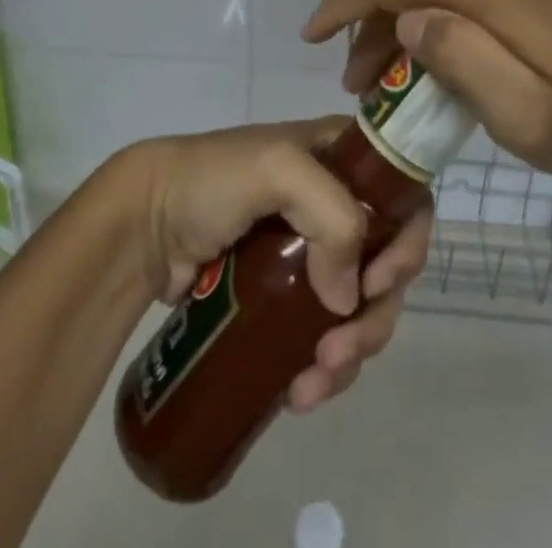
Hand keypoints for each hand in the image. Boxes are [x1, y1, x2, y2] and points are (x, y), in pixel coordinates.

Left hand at [122, 119, 432, 413]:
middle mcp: (336, 203)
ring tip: (311, 386)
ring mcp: (310, 254)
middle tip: (338, 352)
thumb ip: (331, 216)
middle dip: (374, 317)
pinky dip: (324, 368)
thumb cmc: (212, 181)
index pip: (404, 197)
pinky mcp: (283, 298)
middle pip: (387, 264)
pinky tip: (299, 392)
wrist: (144, 222)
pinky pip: (325, 336)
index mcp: (341, 159)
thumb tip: (346, 300)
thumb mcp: (278, 170)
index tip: (378, 283)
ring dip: (351, 354)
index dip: (407, 243)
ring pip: (359, 309)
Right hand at [304, 0, 551, 178]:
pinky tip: (440, 43)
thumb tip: (407, 18)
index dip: (342, 2)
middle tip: (364, 82)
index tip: (311, 36)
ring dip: (403, 14)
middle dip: (373, 23)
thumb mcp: (529, 118)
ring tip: (396, 71)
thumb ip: (464, 62)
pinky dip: (435, 2)